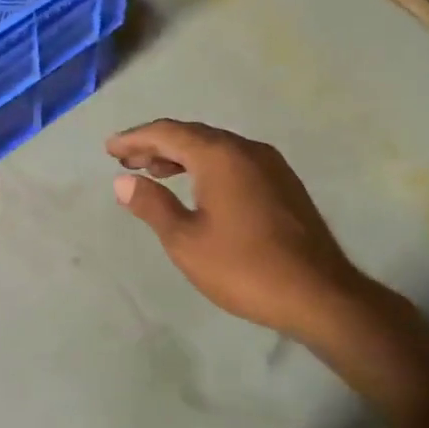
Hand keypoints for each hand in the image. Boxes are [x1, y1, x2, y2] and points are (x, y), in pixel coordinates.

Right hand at [106, 119, 371, 344]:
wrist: (318, 294)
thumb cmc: (243, 267)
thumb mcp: (185, 241)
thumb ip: (152, 205)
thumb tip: (124, 181)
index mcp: (220, 156)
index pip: (168, 133)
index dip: (135, 139)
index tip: (110, 149)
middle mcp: (247, 150)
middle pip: (193, 135)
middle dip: (156, 144)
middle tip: (126, 160)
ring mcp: (271, 166)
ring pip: (216, 148)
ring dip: (181, 155)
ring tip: (154, 171)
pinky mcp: (283, 185)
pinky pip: (234, 162)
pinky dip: (206, 166)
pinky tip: (196, 187)